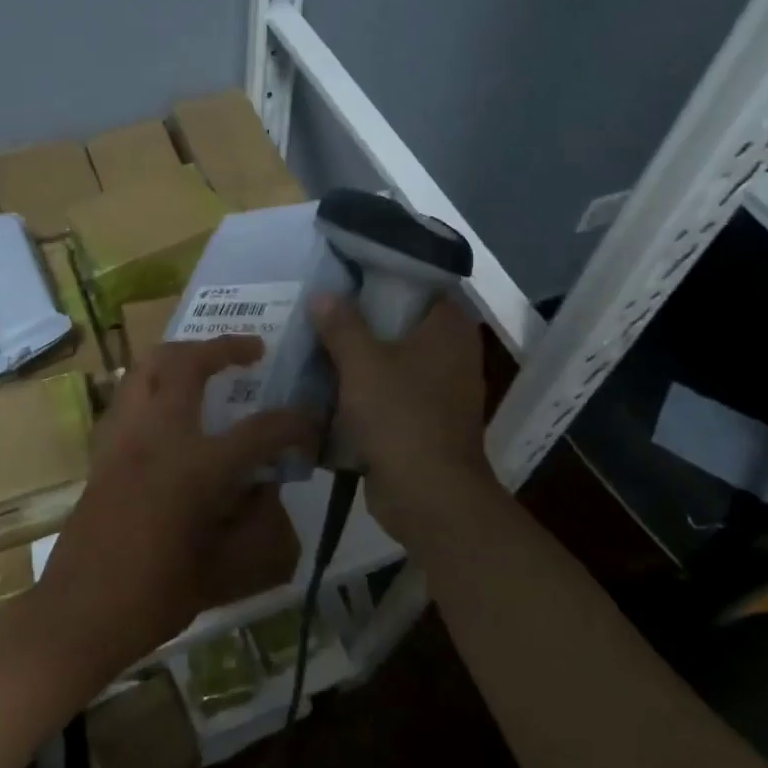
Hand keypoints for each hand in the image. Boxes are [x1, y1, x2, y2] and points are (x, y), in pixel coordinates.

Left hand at [32, 336, 315, 679]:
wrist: (81, 611)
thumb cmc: (157, 595)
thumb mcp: (225, 569)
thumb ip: (256, 522)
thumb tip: (266, 485)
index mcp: (196, 466)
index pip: (260, 430)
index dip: (294, 423)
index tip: (311, 422)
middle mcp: (158, 435)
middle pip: (188, 363)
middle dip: (224, 348)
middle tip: (252, 350)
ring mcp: (124, 436)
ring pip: (147, 366)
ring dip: (182, 354)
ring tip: (206, 362)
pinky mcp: (103, 448)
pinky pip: (129, 395)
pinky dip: (153, 383)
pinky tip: (169, 406)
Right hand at [309, 295, 497, 546]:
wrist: (428, 497)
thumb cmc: (401, 418)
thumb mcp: (362, 364)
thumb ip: (342, 325)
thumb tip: (323, 294)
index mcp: (448, 329)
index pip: (420, 283)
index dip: (383, 274)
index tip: (346, 270)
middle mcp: (451, 353)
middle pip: (401, 321)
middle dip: (362, 316)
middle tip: (321, 303)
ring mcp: (439, 389)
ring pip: (392, 357)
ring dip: (359, 354)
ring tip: (316, 338)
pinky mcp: (423, 419)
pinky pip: (389, 390)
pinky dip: (363, 386)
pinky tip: (327, 380)